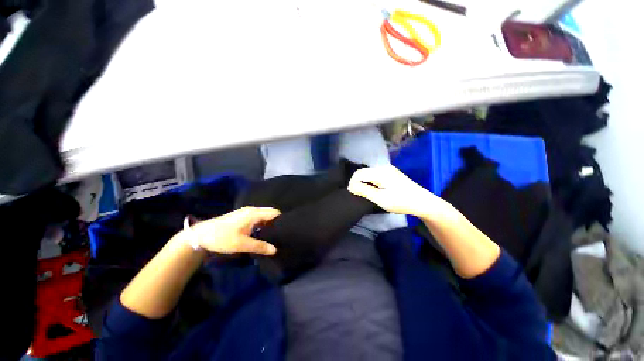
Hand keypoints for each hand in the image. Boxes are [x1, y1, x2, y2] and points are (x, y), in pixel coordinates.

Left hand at [190, 207, 280, 254]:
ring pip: (263, 216)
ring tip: (273, 236)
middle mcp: (252, 210)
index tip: (285, 231)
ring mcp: (246, 213)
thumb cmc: (222, 238)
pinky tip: (261, 234)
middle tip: (280, 235)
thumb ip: (260, 246)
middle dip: (276, 223)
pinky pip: (257, 218)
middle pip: (270, 213)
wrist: (200, 236)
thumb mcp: (241, 245)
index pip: (274, 213)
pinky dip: (262, 224)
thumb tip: (275, 250)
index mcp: (253, 214)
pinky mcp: (242, 217)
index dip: (281, 220)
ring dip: (269, 224)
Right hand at [348, 166, 438, 216]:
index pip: (359, 173)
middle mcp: (384, 168)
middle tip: (359, 195)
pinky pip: (376, 176)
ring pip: (370, 174)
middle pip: (364, 172)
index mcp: (381, 172)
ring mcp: (389, 171)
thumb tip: (350, 186)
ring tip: (366, 194)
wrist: (424, 203)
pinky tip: (375, 191)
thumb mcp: (381, 198)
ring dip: (365, 183)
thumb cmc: (401, 201)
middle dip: (358, 183)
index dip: (353, 182)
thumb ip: (364, 191)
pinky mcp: (392, 175)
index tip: (352, 193)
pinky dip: (371, 183)